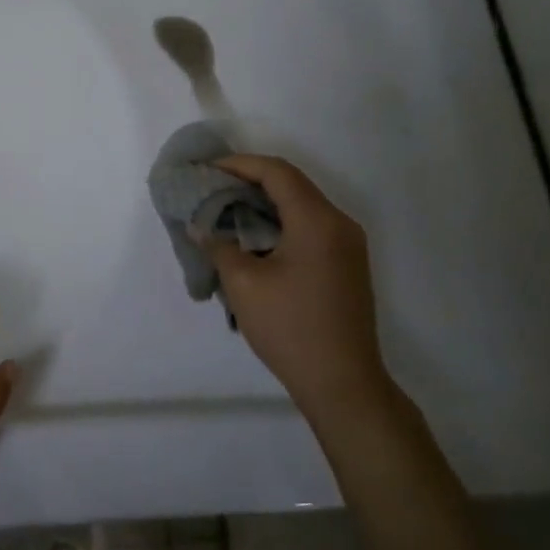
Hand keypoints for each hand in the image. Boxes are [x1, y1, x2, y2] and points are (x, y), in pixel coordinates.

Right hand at [209, 155, 395, 428]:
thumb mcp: (243, 284)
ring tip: (228, 209)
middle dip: (249, 180)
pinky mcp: (348, 264)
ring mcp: (349, 244)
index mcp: (317, 220)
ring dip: (265, 201)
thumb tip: (200, 227)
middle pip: (292, 184)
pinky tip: (255, 236)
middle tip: (212, 187)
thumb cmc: (290, 328)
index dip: (239, 164)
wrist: (344, 384)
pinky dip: (282, 221)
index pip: (276, 172)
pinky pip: (312, 225)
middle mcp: (339, 223)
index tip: (207, 170)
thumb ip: (218, 246)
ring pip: (303, 204)